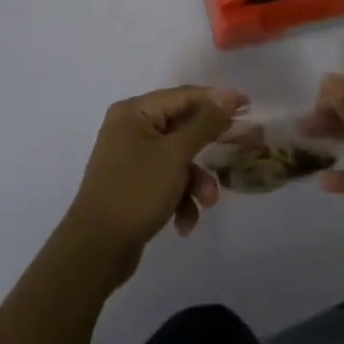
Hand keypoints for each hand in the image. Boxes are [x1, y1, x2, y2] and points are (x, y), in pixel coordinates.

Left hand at [63, 85, 246, 283]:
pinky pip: (165, 181)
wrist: (95, 250)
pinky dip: (179, 198)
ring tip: (206, 203)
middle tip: (244, 146)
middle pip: (182, 128)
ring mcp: (130, 158)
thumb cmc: (136, 192)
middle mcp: (130, 129)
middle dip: (209, 147)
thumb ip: (204, 123)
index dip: (216, 100)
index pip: (183, 96)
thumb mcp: (175, 155)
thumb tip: (227, 93)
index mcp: (134, 112)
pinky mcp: (133, 185)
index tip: (248, 106)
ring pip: (177, 159)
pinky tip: (184, 222)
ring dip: (196, 181)